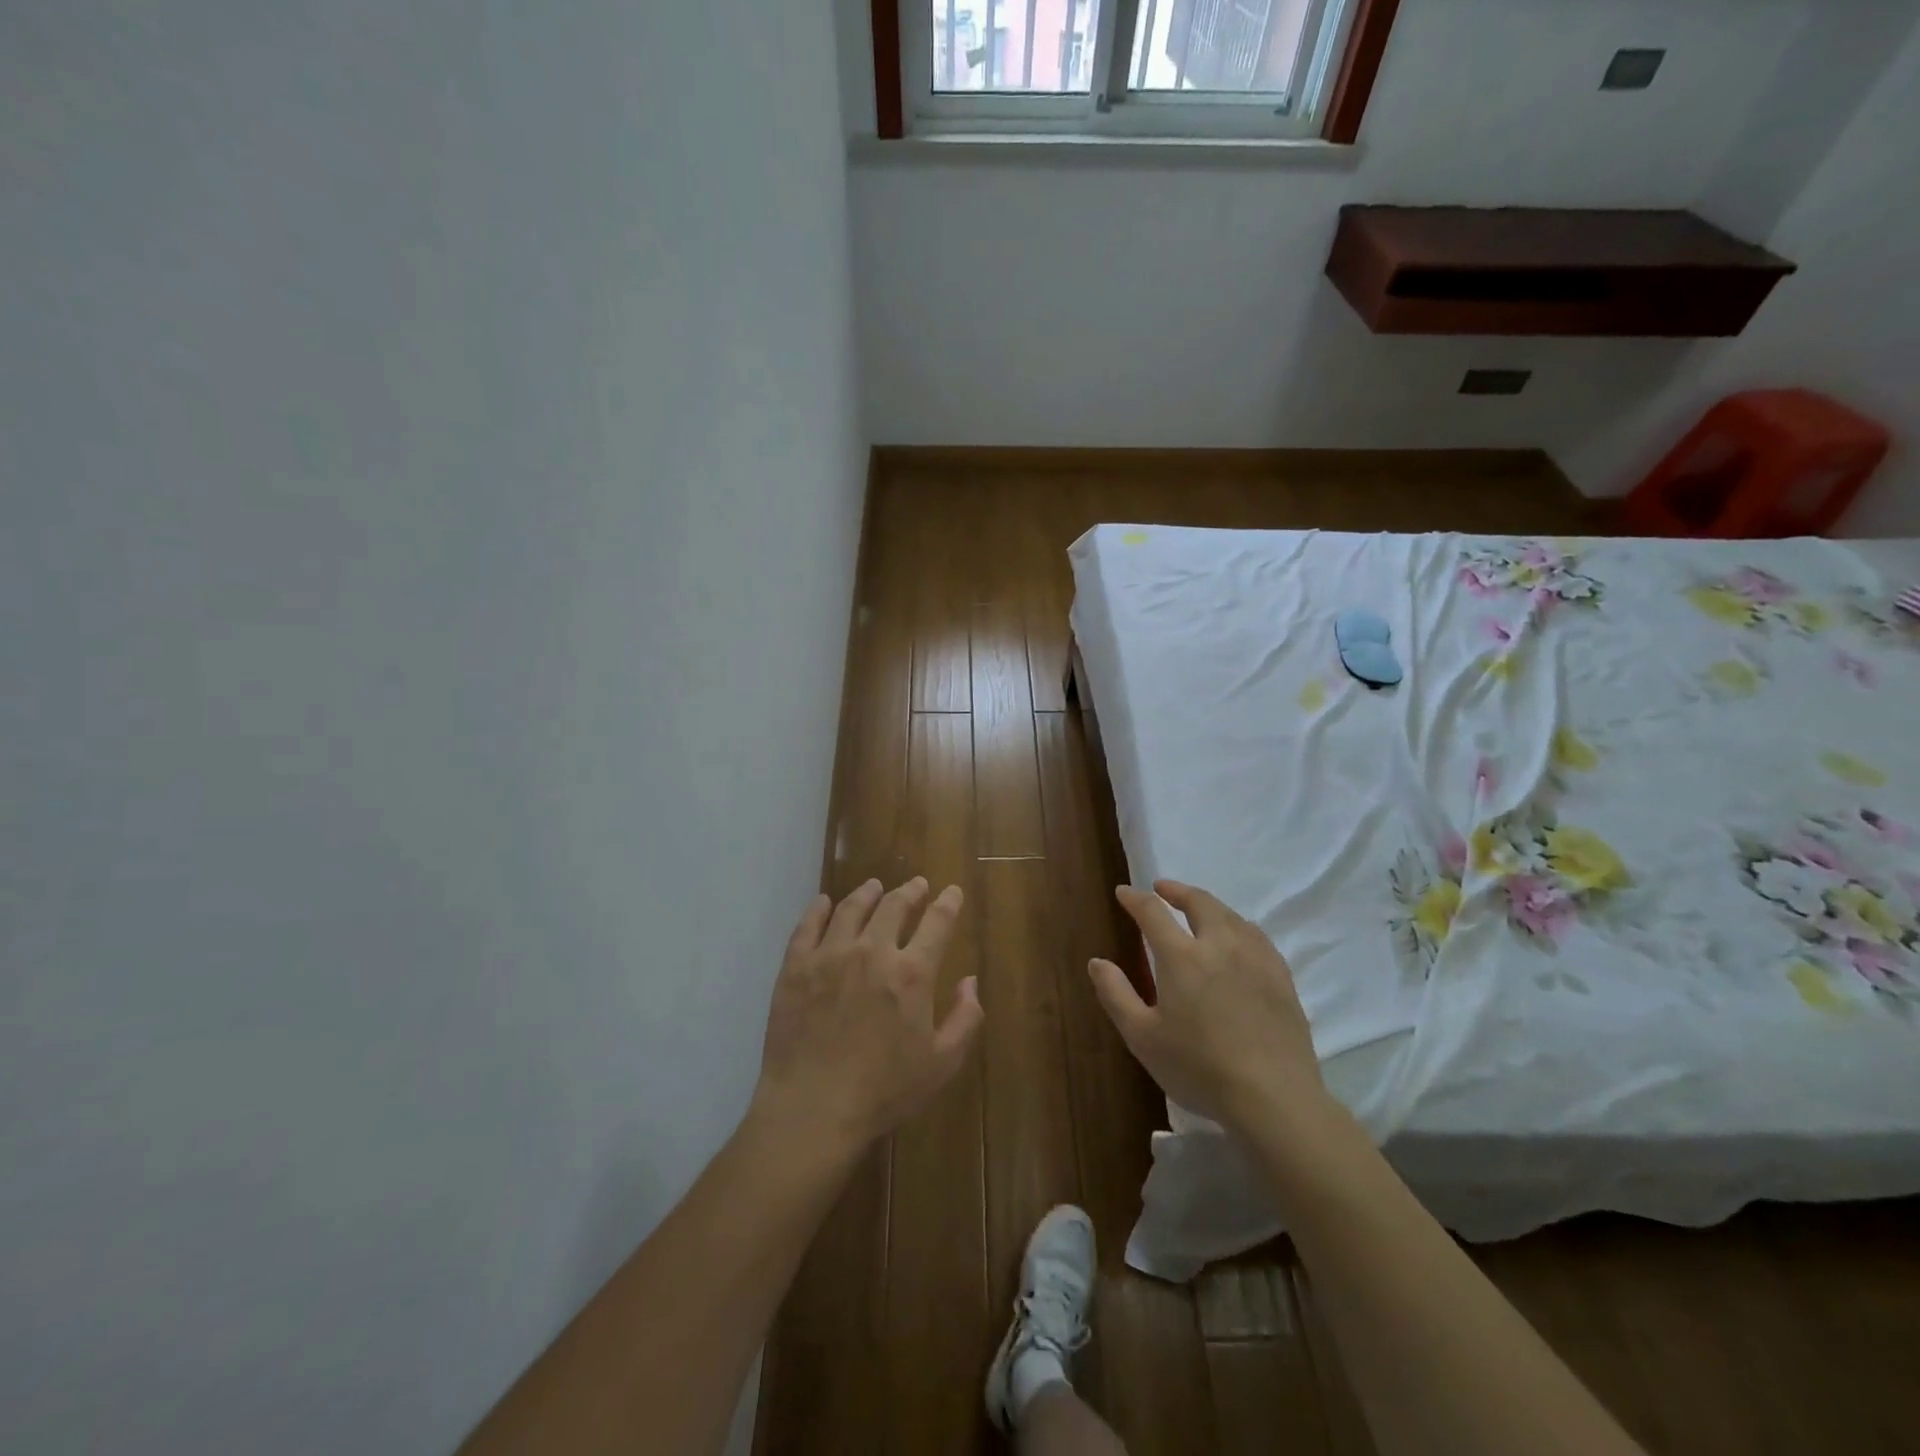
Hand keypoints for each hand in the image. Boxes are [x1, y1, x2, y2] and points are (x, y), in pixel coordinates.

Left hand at [753, 877, 983, 1153]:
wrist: (813, 1109)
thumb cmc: (883, 1091)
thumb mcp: (942, 1064)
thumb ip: (964, 1019)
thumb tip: (970, 981)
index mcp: (912, 972)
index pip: (937, 922)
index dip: (948, 903)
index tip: (952, 891)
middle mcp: (872, 951)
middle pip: (894, 905)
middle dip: (910, 891)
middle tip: (916, 885)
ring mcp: (830, 954)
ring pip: (852, 908)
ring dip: (868, 893)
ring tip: (874, 887)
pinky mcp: (795, 966)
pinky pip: (808, 925)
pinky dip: (819, 908)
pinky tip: (824, 903)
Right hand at [1089, 880, 1329, 1134]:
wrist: (1274, 1098)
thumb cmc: (1199, 1068)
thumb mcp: (1143, 1037)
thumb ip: (1116, 995)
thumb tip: (1097, 962)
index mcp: (1182, 956)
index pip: (1153, 912)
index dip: (1135, 899)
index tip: (1124, 892)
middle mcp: (1220, 945)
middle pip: (1199, 902)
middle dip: (1177, 890)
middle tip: (1163, 888)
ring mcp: (1256, 958)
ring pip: (1231, 915)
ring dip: (1209, 905)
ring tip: (1198, 910)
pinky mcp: (1282, 977)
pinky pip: (1257, 936)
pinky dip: (1238, 926)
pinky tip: (1237, 939)